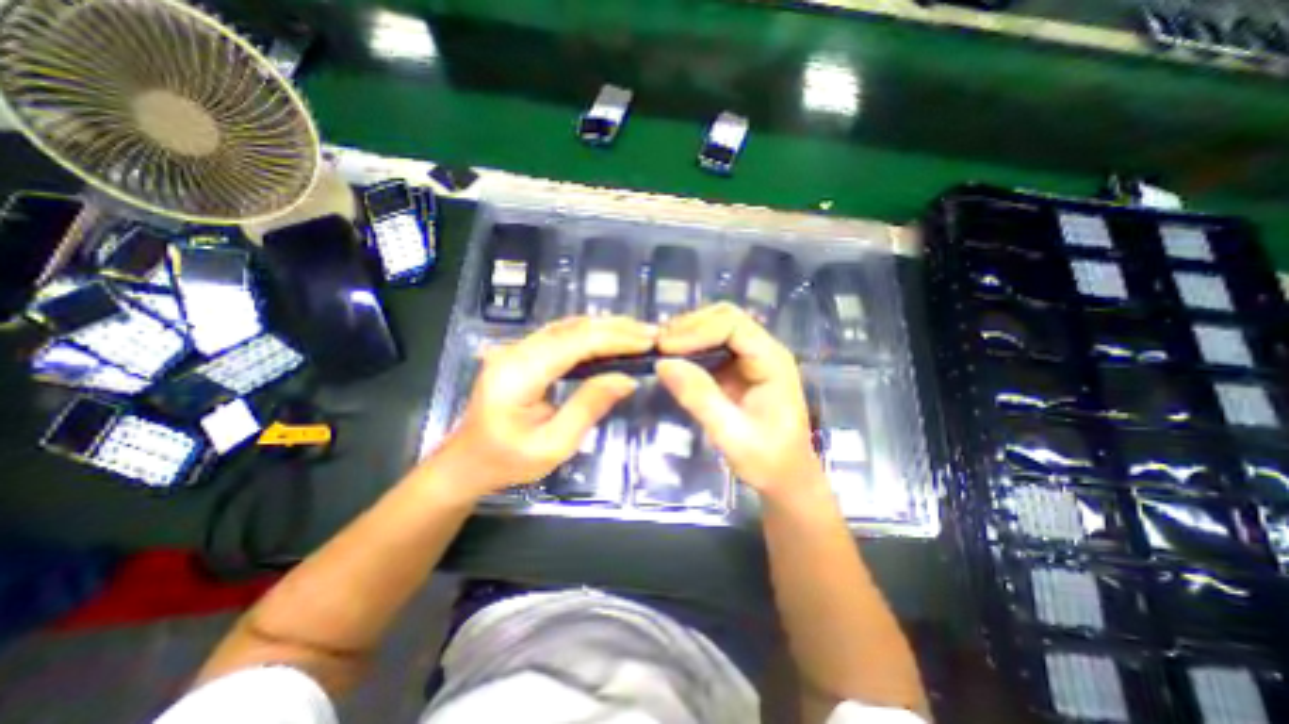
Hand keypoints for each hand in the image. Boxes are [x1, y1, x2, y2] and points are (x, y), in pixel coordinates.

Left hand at [431, 318, 654, 503]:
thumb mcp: (554, 445)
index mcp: (518, 374)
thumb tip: (627, 380)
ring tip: (638, 332)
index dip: (614, 339)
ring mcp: (515, 349)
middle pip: (571, 328)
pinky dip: (590, 333)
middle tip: (651, 333)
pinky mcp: (521, 353)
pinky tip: (610, 336)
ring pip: (567, 326)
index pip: (574, 343)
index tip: (648, 341)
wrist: (466, 462)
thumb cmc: (508, 462)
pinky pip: (561, 334)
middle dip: (615, 328)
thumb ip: (589, 407)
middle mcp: (515, 351)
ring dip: (605, 327)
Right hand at [655, 303, 823, 504]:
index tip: (665, 348)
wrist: (785, 477)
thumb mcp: (732, 435)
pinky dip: (689, 347)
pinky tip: (672, 357)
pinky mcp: (737, 368)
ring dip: (687, 333)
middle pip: (725, 318)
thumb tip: (663, 364)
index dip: (697, 330)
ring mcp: (750, 358)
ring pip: (716, 327)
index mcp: (772, 361)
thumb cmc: (768, 461)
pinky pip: (711, 345)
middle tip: (658, 346)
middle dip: (689, 326)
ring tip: (660, 349)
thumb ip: (700, 398)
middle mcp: (763, 350)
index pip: (733, 325)